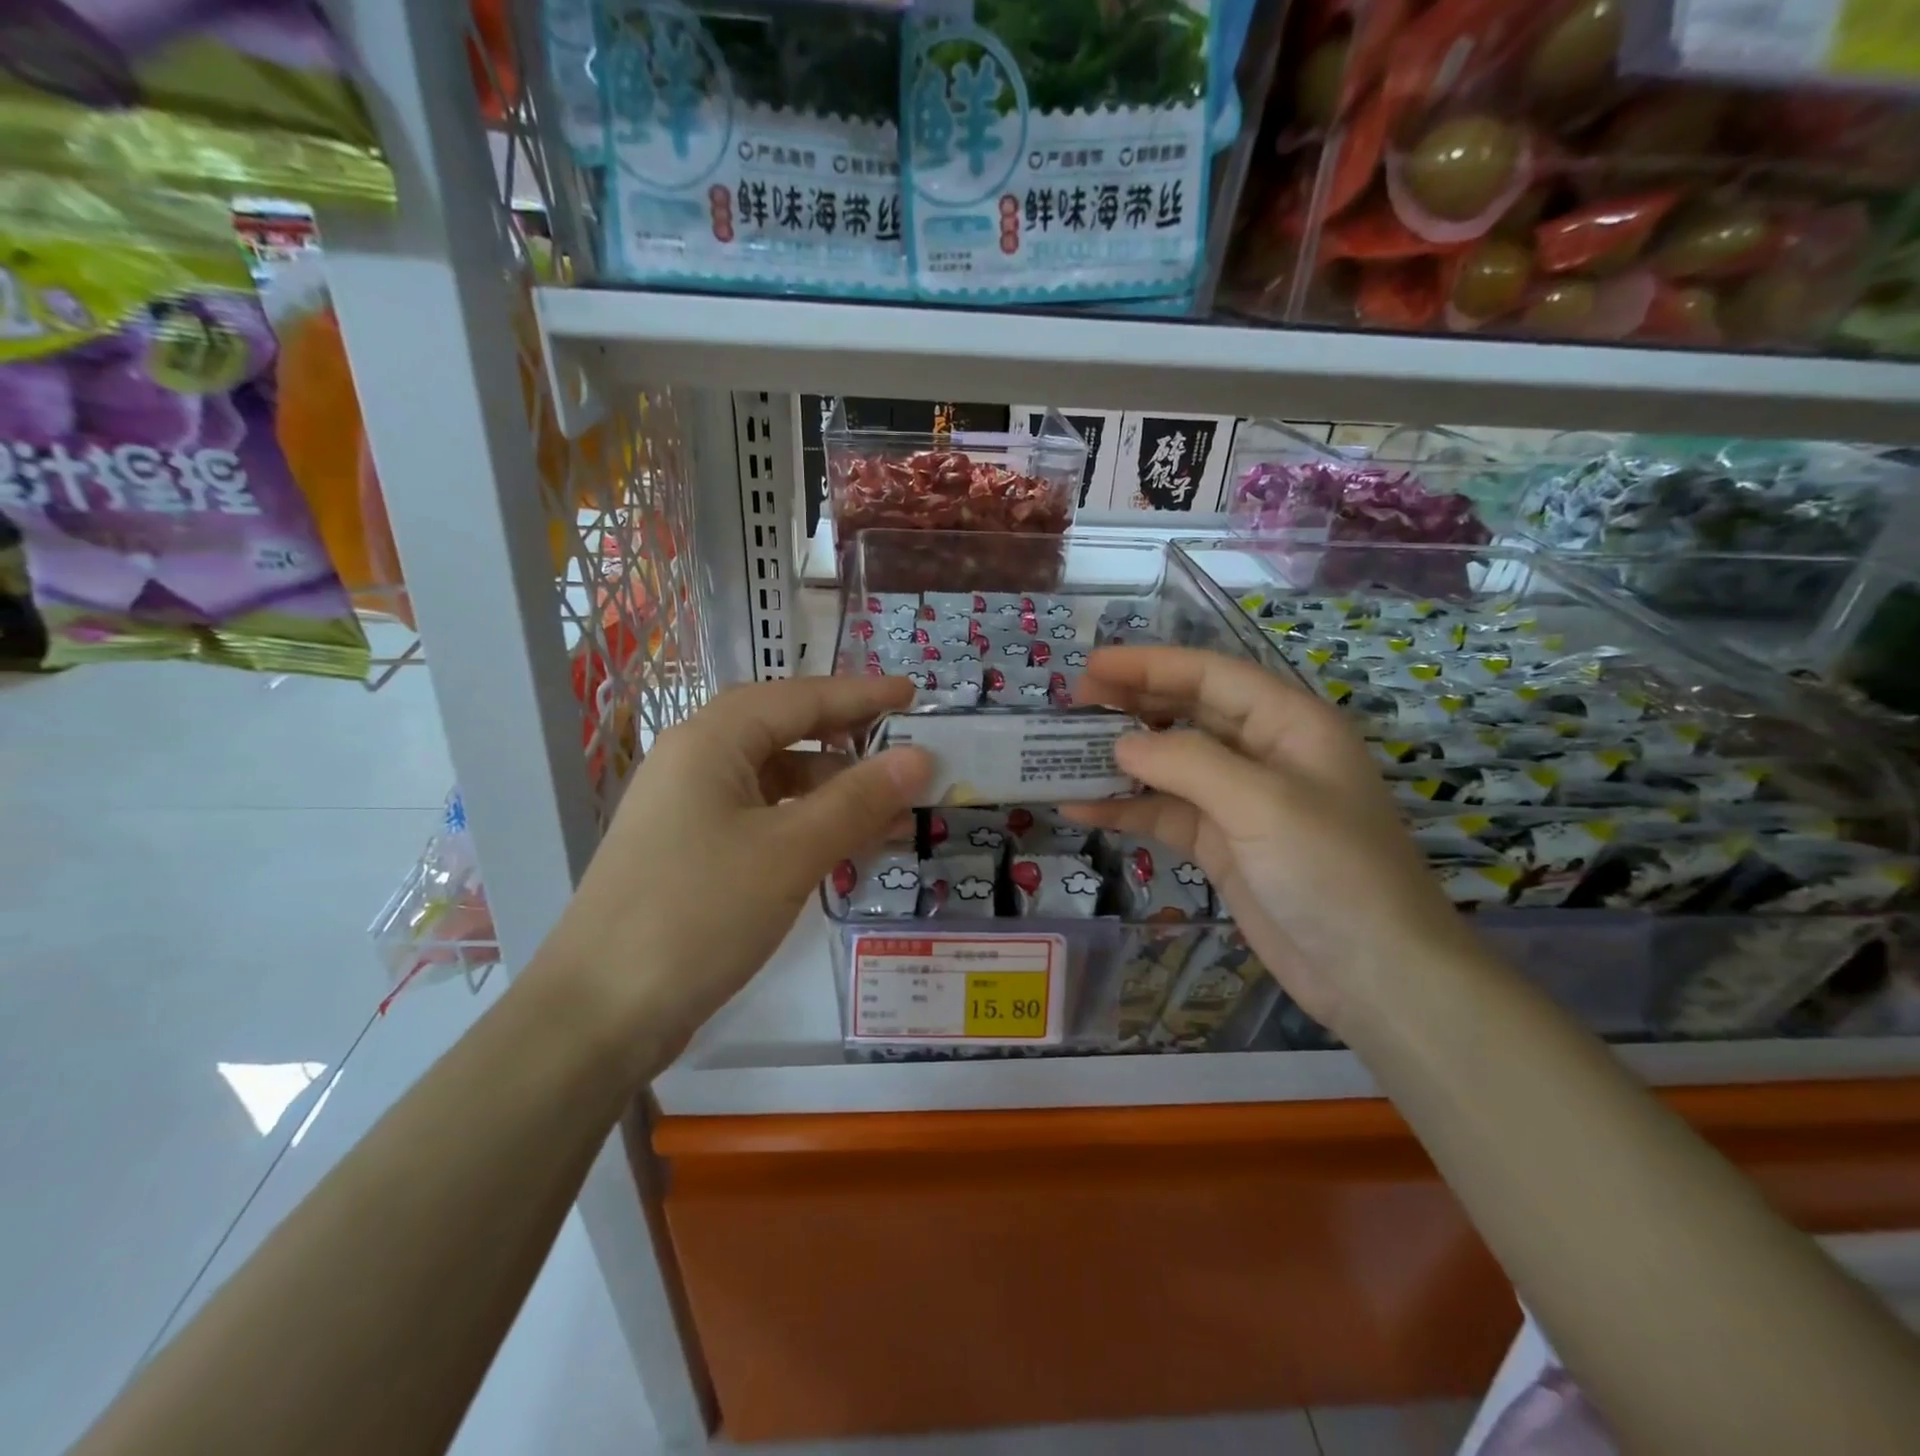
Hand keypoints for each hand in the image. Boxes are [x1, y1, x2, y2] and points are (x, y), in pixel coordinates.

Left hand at [553, 676, 930, 1051]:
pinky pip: (762, 816)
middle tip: (907, 749)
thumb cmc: (698, 914)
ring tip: (892, 811)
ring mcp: (689, 808)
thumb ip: (859, 799)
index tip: (915, 695)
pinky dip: (807, 823)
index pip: (800, 698)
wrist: (599, 1014)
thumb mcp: (790, 852)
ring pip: (776, 779)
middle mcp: (695, 760)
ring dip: (834, 789)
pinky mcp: (691, 850)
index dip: (862, 694)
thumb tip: (921, 757)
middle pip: (785, 731)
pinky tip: (844, 845)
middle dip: (849, 739)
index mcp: (710, 740)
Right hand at [1063, 646, 1483, 1034]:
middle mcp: (1263, 753)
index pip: (1210, 675)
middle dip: (1130, 704)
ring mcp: (1240, 802)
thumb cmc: (1333, 872)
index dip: (1149, 664)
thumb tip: (1119, 744)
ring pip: (1169, 764)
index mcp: (1289, 723)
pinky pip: (1165, 813)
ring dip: (1120, 759)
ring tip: (1063, 754)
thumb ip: (1188, 763)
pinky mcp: (1222, 845)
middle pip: (1187, 712)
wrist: (1374, 976)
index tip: (1090, 666)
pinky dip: (1126, 808)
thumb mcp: (1263, 804)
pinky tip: (1081, 807)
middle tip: (1072, 704)